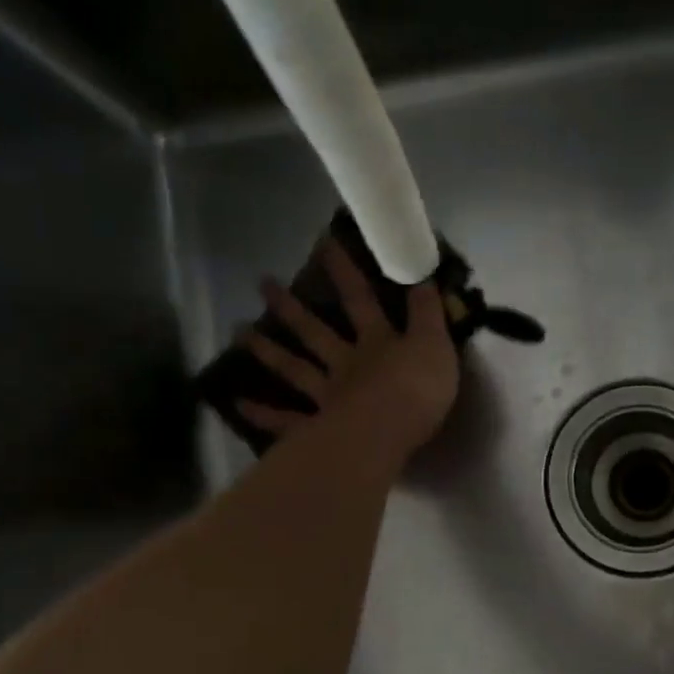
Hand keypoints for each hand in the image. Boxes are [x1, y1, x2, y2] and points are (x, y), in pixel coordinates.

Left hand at [236, 237, 460, 461]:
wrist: (389, 431)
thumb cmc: (417, 389)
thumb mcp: (435, 345)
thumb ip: (428, 314)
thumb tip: (422, 277)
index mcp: (377, 343)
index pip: (360, 299)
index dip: (345, 271)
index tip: (324, 242)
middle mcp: (346, 364)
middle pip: (314, 332)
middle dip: (291, 307)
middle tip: (262, 282)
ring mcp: (327, 397)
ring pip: (295, 369)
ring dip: (268, 351)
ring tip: (240, 332)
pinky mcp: (316, 430)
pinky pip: (286, 422)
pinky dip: (262, 414)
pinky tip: (239, 405)